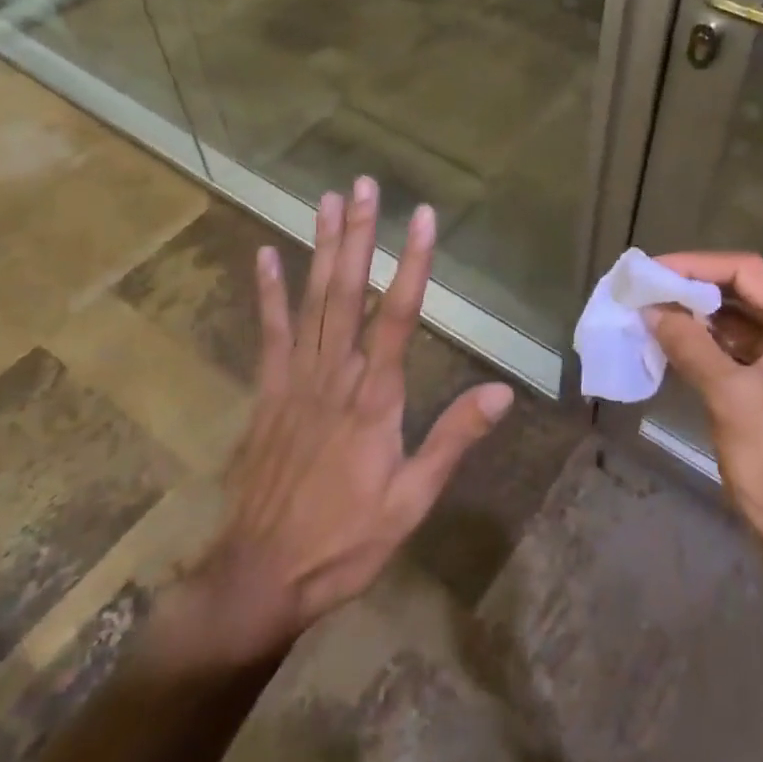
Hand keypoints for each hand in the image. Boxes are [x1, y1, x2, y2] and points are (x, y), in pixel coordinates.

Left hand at [149, 178, 513, 671]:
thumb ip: (453, 440)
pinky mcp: (267, 393)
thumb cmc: (346, 540)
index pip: (398, 315)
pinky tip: (264, 255)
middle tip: (364, 184)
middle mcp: (335, 374)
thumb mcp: (412, 500)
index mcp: (374, 397)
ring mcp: (295, 379)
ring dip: (320, 247)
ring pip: (311, 300)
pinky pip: (270, 333)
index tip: (421, 217)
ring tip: (328, 200)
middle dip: (359, 234)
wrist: (260, 577)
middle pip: (348, 291)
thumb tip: (502, 392)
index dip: (412, 262)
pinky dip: (267, 292)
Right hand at [646, 252, 762, 566]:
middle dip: (696, 288)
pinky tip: (676, 339)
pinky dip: (713, 342)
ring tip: (654, 309)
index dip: (697, 265)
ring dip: (702, 316)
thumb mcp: (727, 396)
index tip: (653, 269)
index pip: (750, 272)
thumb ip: (689, 343)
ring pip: (746, 319)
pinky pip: (747, 347)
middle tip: (648, 287)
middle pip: (749, 291)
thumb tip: (650, 308)